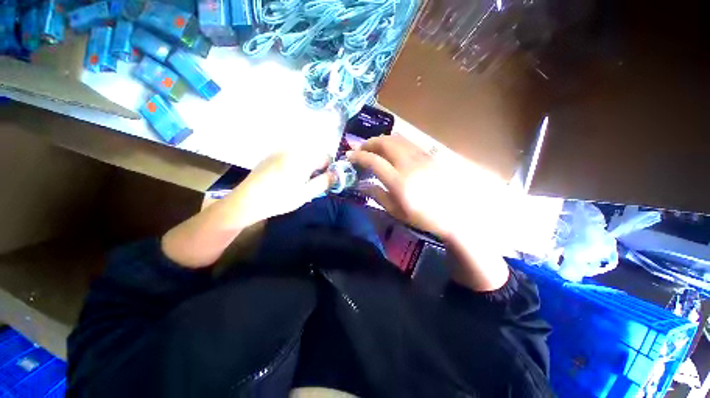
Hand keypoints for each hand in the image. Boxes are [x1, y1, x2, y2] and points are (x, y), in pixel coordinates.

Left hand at [162, 150, 332, 267]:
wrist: (246, 201)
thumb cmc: (279, 199)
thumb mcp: (306, 194)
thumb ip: (324, 182)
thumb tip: (337, 174)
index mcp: (303, 158)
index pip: (326, 156)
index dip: (329, 169)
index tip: (324, 181)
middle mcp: (292, 149)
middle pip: (314, 154)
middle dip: (317, 167)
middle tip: (311, 184)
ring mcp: (280, 151)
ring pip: (303, 155)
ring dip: (307, 166)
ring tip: (299, 182)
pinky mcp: (272, 155)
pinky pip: (292, 156)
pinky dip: (296, 164)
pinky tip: (287, 178)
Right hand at [348, 134, 506, 239]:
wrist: (455, 213)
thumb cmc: (423, 217)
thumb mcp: (396, 211)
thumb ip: (377, 195)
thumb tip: (361, 184)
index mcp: (399, 181)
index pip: (374, 161)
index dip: (359, 156)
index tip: (349, 156)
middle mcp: (409, 164)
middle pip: (385, 142)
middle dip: (369, 142)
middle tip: (360, 149)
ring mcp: (421, 157)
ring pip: (397, 139)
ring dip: (381, 140)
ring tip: (374, 148)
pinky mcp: (429, 155)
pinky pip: (408, 142)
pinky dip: (395, 142)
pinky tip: (392, 150)